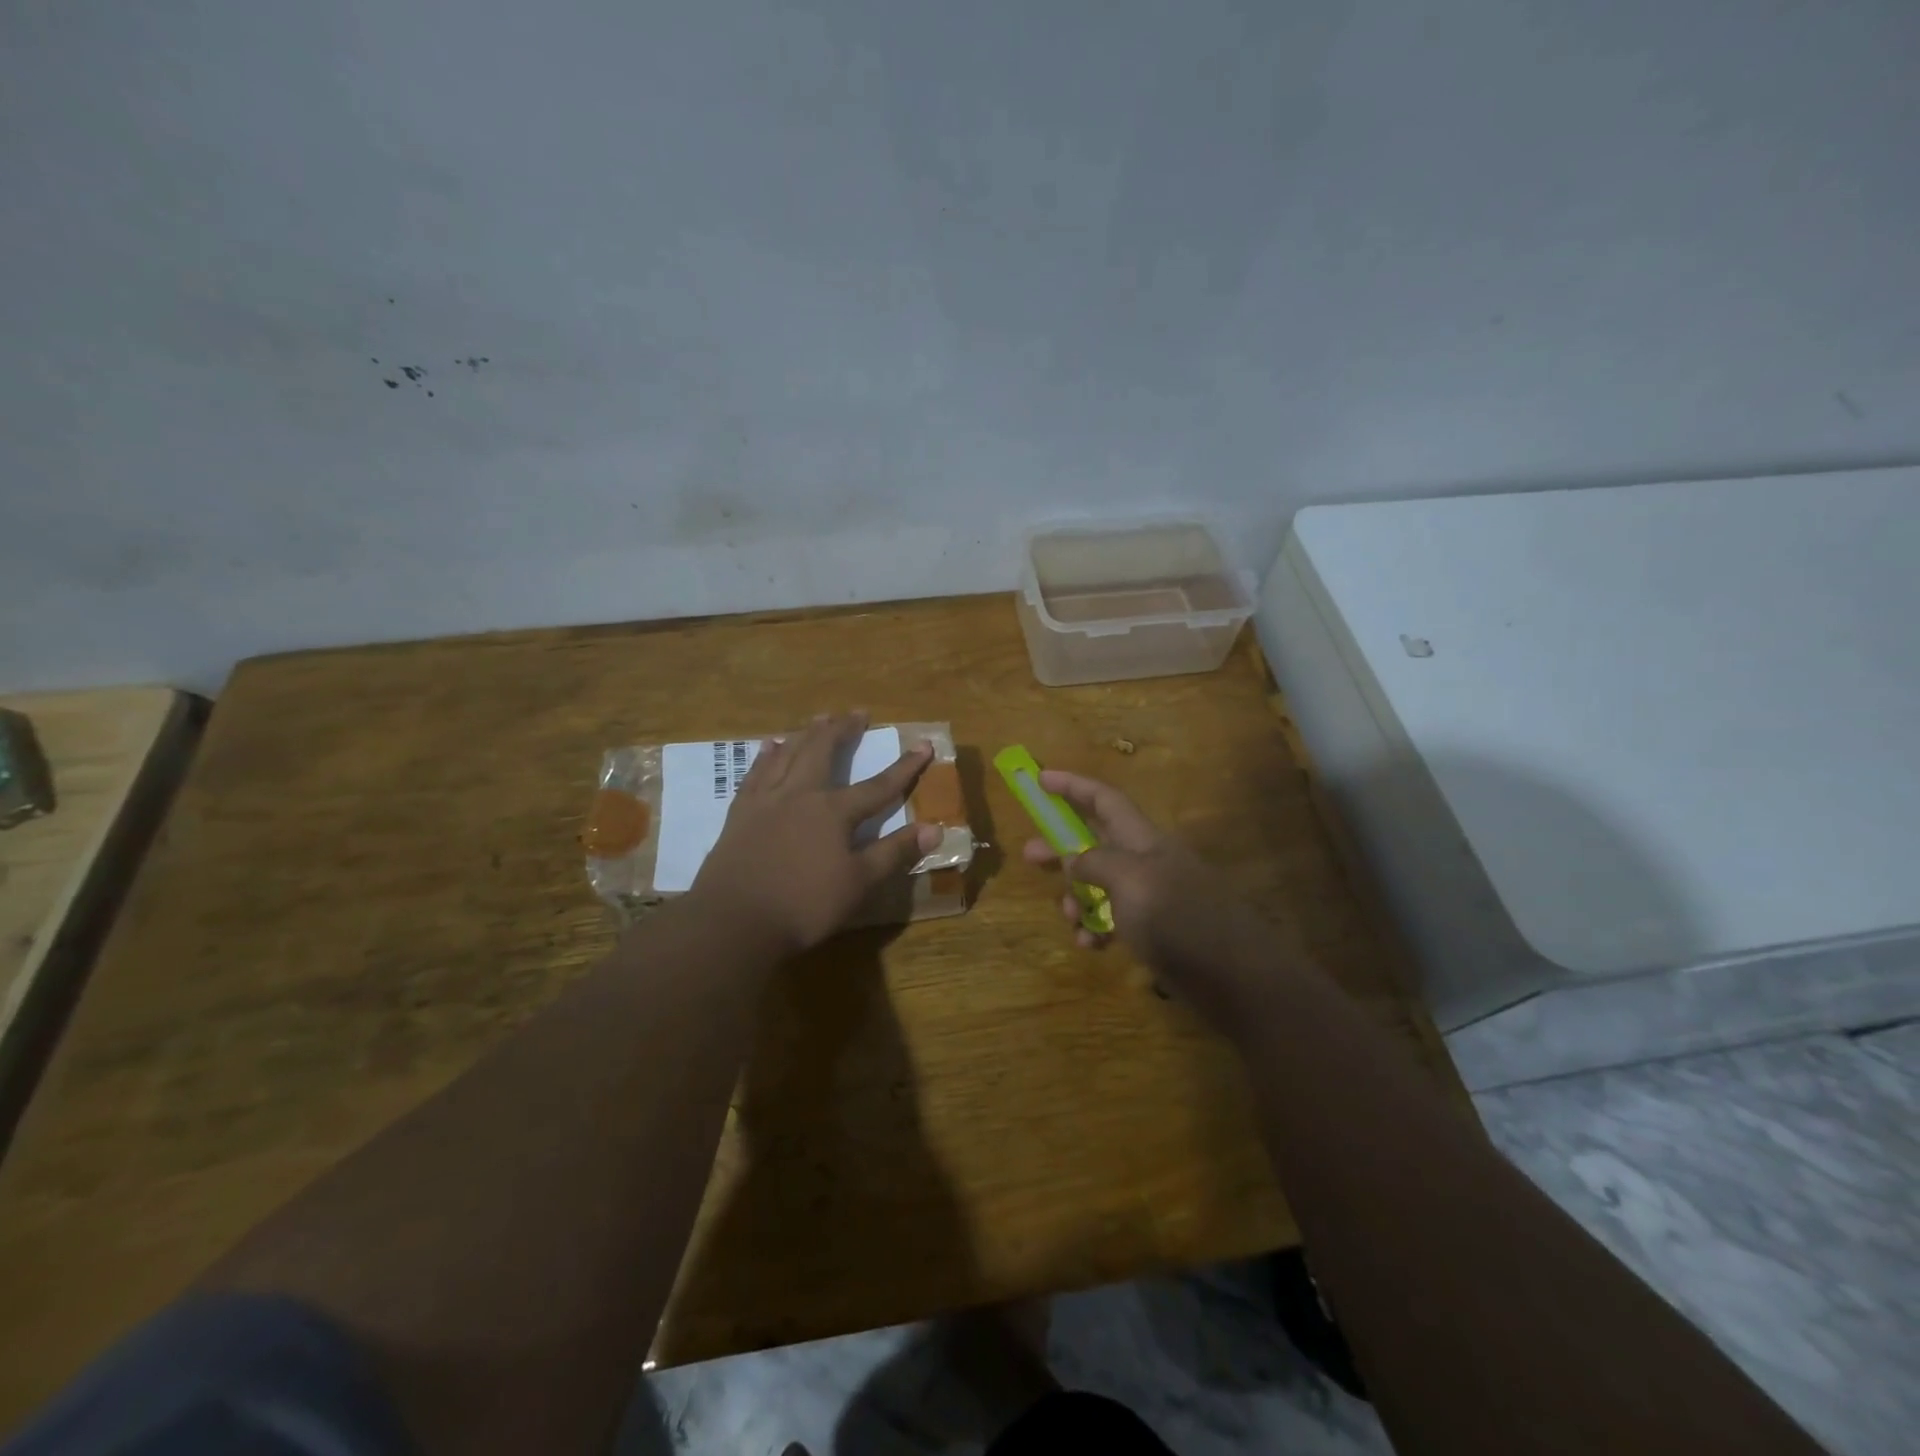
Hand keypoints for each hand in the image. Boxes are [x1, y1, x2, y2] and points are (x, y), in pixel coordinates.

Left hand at [690, 711, 940, 954]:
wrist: (733, 920)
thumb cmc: (803, 905)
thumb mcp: (859, 883)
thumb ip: (894, 852)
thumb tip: (935, 828)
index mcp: (833, 812)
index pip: (878, 786)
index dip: (904, 767)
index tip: (924, 745)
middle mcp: (800, 795)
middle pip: (824, 752)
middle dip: (843, 731)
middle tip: (857, 713)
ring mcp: (766, 801)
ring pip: (788, 755)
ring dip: (806, 734)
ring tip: (818, 718)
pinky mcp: (740, 814)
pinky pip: (755, 774)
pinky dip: (766, 756)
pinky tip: (769, 746)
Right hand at [1023, 770, 1276, 1025]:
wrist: (1235, 978)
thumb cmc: (1178, 918)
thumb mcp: (1129, 880)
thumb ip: (1094, 862)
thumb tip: (1072, 859)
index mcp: (1143, 840)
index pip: (1104, 800)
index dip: (1072, 786)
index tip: (1040, 779)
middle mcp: (1146, 862)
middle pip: (1095, 841)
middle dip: (1062, 847)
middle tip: (1030, 855)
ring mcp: (1151, 898)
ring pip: (1100, 885)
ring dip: (1076, 897)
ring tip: (1068, 916)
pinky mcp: (1155, 932)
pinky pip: (1114, 921)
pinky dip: (1096, 929)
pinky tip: (1089, 945)